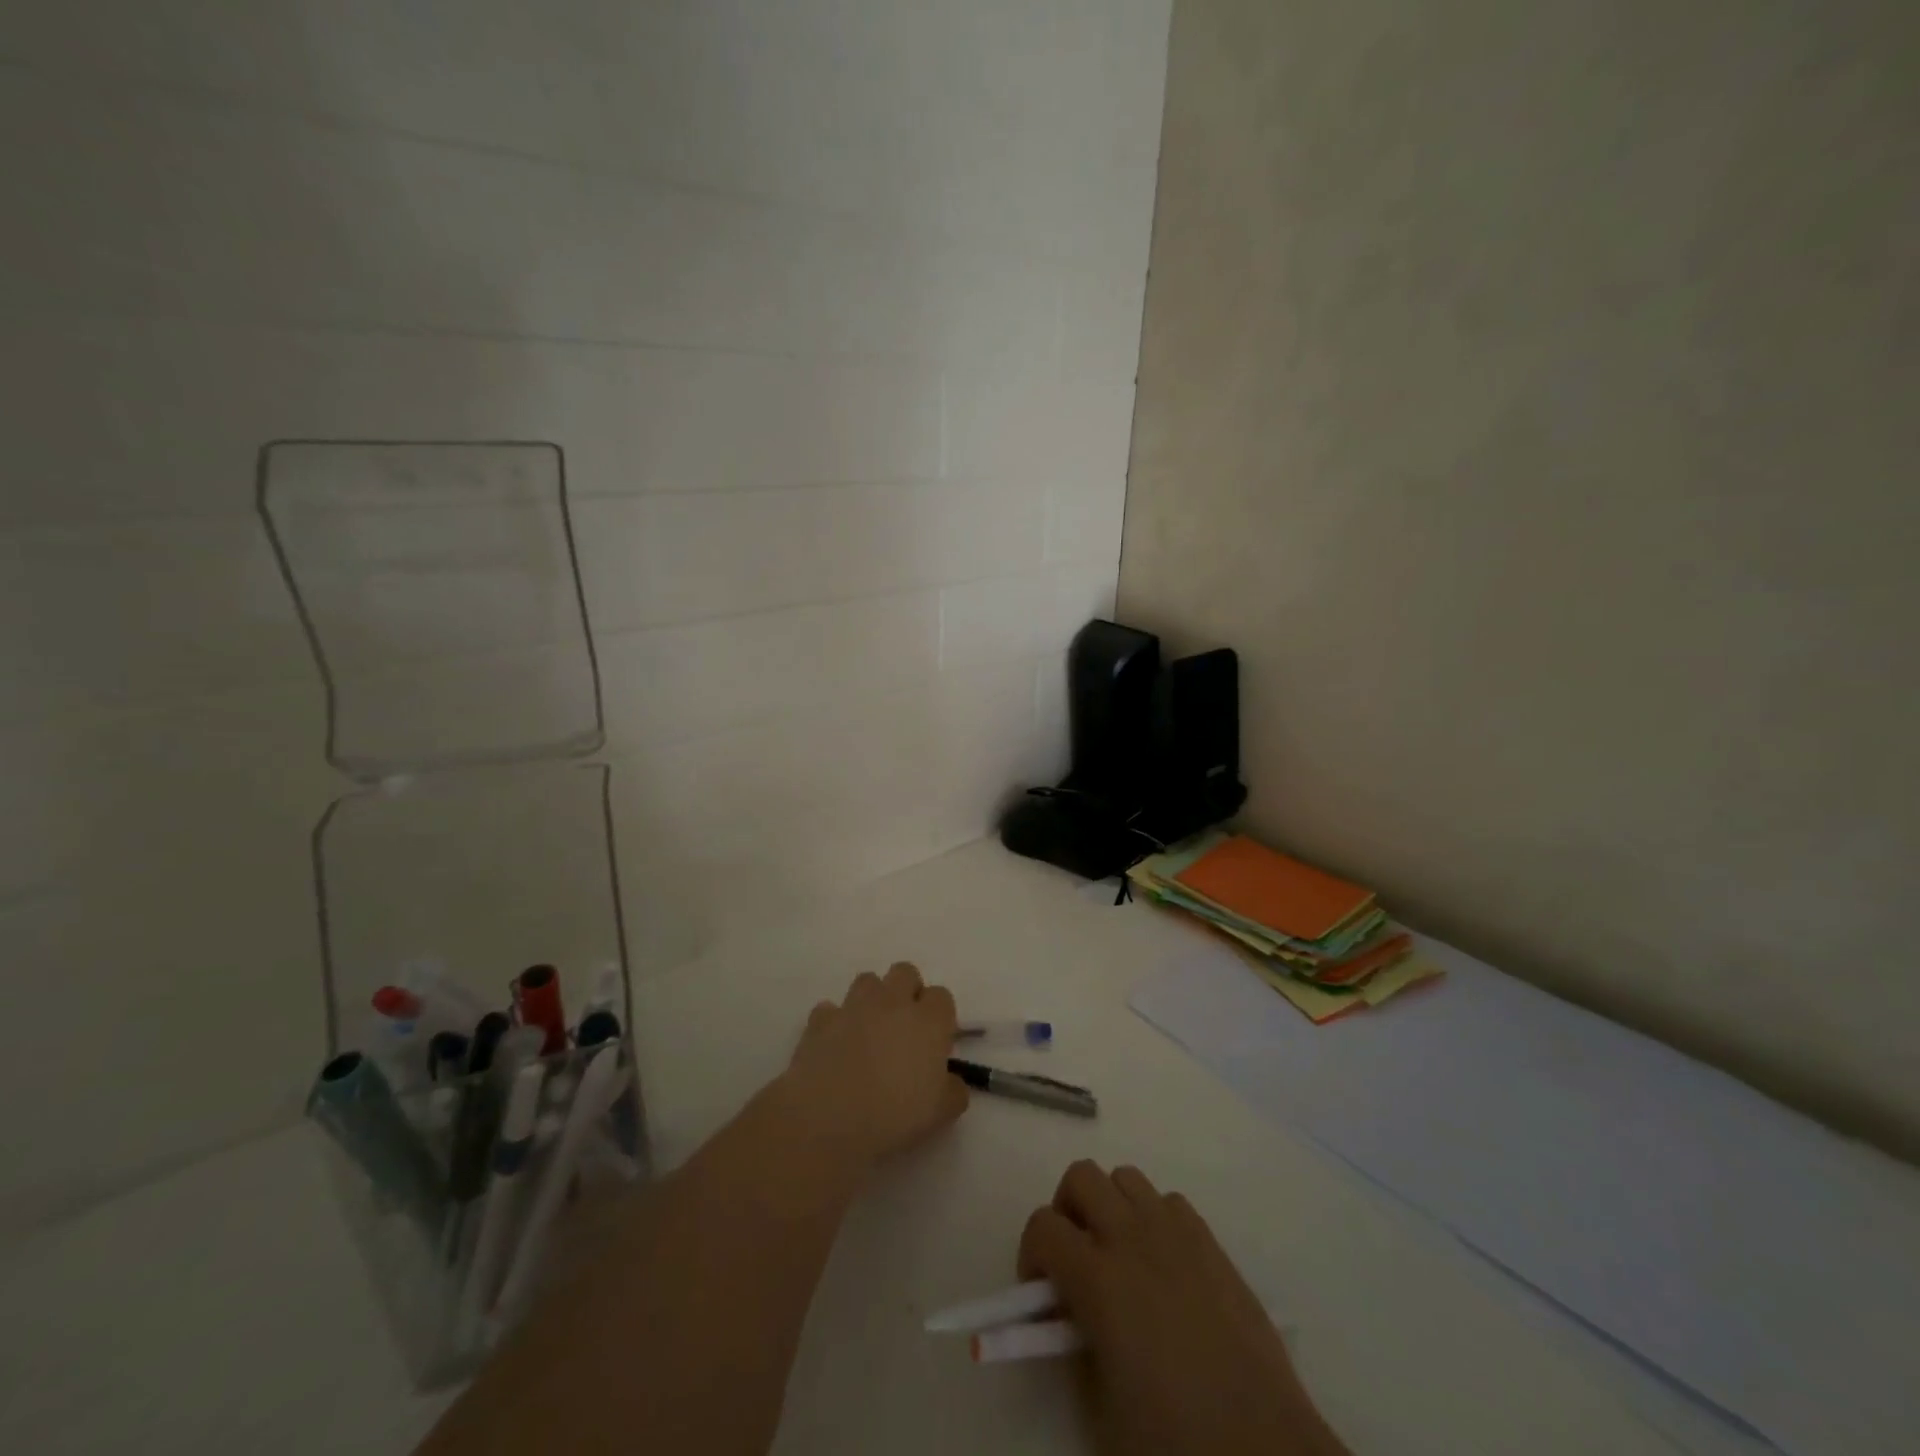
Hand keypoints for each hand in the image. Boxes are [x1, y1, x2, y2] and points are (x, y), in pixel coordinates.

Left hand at [781, 961, 968, 1166]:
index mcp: (928, 1020)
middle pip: (905, 972)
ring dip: (872, 999)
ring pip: (868, 980)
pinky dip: (835, 1021)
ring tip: (869, 1031)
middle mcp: (893, 1002)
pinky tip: (835, 1044)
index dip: (940, 1016)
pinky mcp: (821, 1019)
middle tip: (904, 1028)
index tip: (935, 1042)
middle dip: (907, 991)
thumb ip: (954, 1090)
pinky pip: (830, 1009)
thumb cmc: (894, 1115)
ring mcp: (854, 1006)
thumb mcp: (942, 1113)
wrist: (829, 1119)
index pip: (942, 996)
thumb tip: (951, 1081)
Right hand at [1020, 1161, 1348, 1455]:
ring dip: (1110, 1206)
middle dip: (1067, 1211)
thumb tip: (1070, 1317)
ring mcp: (1176, 1234)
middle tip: (1074, 1261)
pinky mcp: (1212, 1244)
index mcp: (1099, 1279)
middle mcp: (1133, 1238)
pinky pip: (1168, 1201)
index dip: (1031, 1255)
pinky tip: (1162, 1268)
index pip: (1043, 1226)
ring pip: (1126, 1177)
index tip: (1040, 1295)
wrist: (1266, 1453)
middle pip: (1081, 1176)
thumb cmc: (1176, 1445)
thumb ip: (1074, 1346)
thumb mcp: (1100, 1411)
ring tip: (1119, 1259)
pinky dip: (1152, 1219)